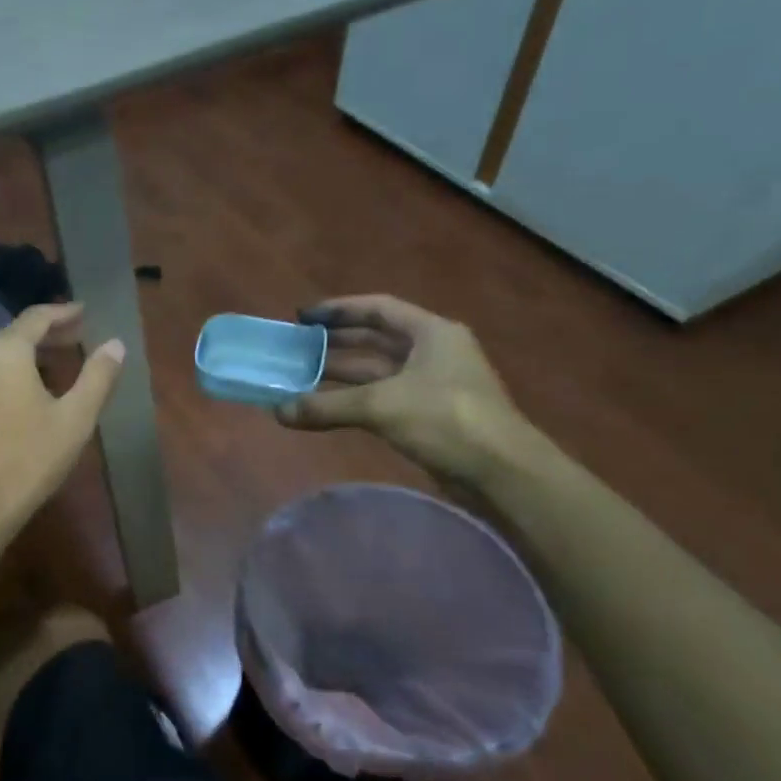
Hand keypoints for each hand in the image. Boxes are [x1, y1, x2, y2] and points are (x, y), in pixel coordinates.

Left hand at [0, 302, 123, 532]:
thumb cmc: (27, 461)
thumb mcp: (74, 419)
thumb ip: (97, 376)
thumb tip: (115, 344)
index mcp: (2, 350)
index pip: (37, 317)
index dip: (64, 313)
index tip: (85, 312)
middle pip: (12, 335)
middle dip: (46, 336)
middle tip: (76, 340)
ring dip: (23, 357)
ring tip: (52, 368)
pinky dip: (2, 375)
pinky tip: (18, 395)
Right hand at [276, 294, 528, 485]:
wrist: (501, 471)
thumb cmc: (446, 420)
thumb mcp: (381, 406)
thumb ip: (327, 406)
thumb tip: (279, 412)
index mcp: (431, 333)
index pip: (378, 309)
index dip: (339, 309)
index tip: (303, 317)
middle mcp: (433, 352)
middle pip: (376, 339)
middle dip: (335, 343)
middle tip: (296, 347)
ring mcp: (433, 384)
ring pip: (378, 371)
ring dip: (341, 374)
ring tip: (301, 377)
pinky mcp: (429, 414)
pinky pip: (383, 397)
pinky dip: (354, 399)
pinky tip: (328, 407)